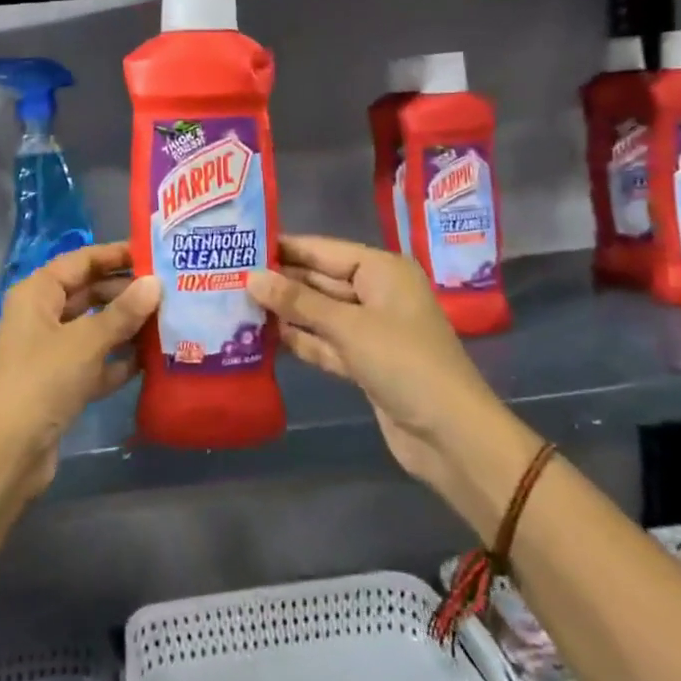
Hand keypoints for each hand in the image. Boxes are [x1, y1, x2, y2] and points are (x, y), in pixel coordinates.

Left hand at [0, 242, 159, 500]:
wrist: (6, 452)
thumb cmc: (43, 381)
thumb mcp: (86, 341)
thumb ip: (123, 312)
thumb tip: (155, 283)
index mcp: (37, 293)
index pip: (81, 261)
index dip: (115, 255)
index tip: (155, 254)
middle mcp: (41, 316)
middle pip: (88, 293)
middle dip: (126, 293)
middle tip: (171, 291)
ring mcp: (50, 352)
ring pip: (94, 329)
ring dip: (126, 327)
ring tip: (169, 321)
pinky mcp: (59, 384)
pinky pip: (94, 362)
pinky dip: (118, 361)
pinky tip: (151, 361)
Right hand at [248, 236, 504, 500]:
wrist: (451, 437)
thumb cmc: (404, 364)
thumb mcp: (349, 327)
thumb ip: (298, 302)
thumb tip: (252, 277)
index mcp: (382, 271)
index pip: (323, 250)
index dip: (284, 248)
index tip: (241, 243)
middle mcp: (376, 293)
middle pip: (320, 280)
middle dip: (280, 281)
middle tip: (228, 276)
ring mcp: (370, 330)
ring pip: (319, 313)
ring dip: (285, 312)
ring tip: (236, 302)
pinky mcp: (364, 362)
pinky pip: (325, 342)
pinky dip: (300, 340)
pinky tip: (264, 336)